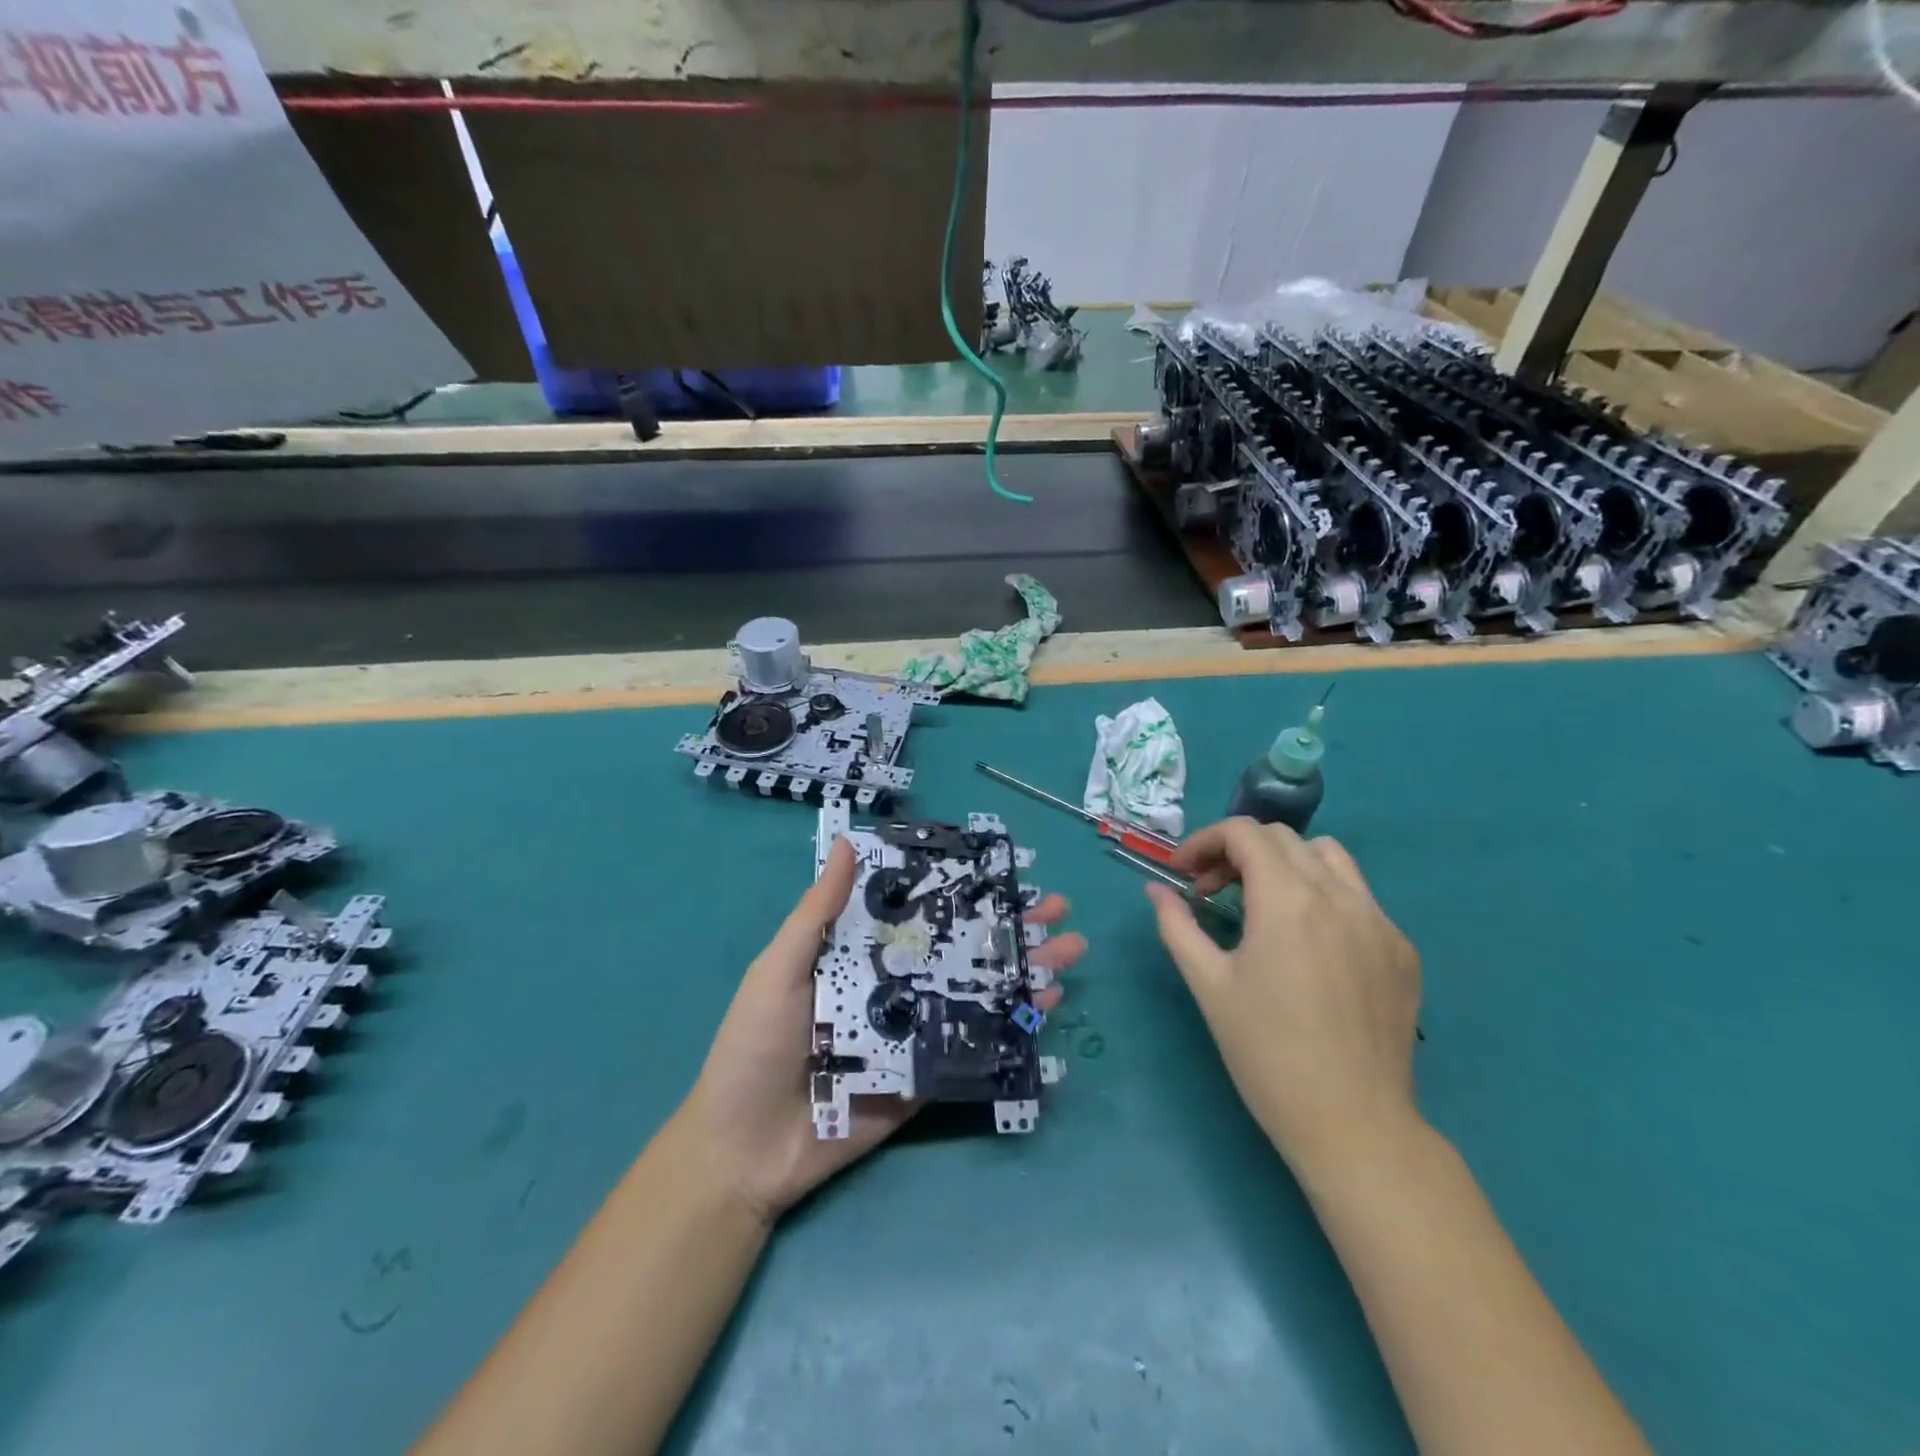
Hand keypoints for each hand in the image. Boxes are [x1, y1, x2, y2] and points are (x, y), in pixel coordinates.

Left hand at [685, 838, 1086, 1223]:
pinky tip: (1044, 1007)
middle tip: (1057, 908)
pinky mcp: (925, 1077)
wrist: (745, 1149)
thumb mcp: (779, 969)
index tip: (1005, 869)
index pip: (921, 912)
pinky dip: (1010, 1027)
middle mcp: (895, 986)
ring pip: (977, 993)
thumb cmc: (755, 1046)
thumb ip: (817, 914)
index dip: (962, 889)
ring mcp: (914, 1033)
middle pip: (961, 949)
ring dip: (1023, 971)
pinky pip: (971, 1047)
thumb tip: (847, 843)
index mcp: (861, 955)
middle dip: (1010, 927)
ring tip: (1069, 952)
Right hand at [1146, 818, 1420, 1172]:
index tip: (1182, 874)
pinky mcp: (1402, 950)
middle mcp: (1339, 896)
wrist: (1354, 1125)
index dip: (1204, 841)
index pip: (1244, 833)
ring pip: (1329, 857)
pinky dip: (1323, 897)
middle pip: (1283, 838)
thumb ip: (1177, 926)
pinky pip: (1359, 898)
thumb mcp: (1208, 985)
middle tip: (1211, 892)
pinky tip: (1308, 945)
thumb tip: (1155, 891)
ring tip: (1262, 905)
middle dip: (1237, 853)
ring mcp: (1379, 921)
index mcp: (1288, 900)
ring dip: (1285, 864)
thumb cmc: (1267, 1054)